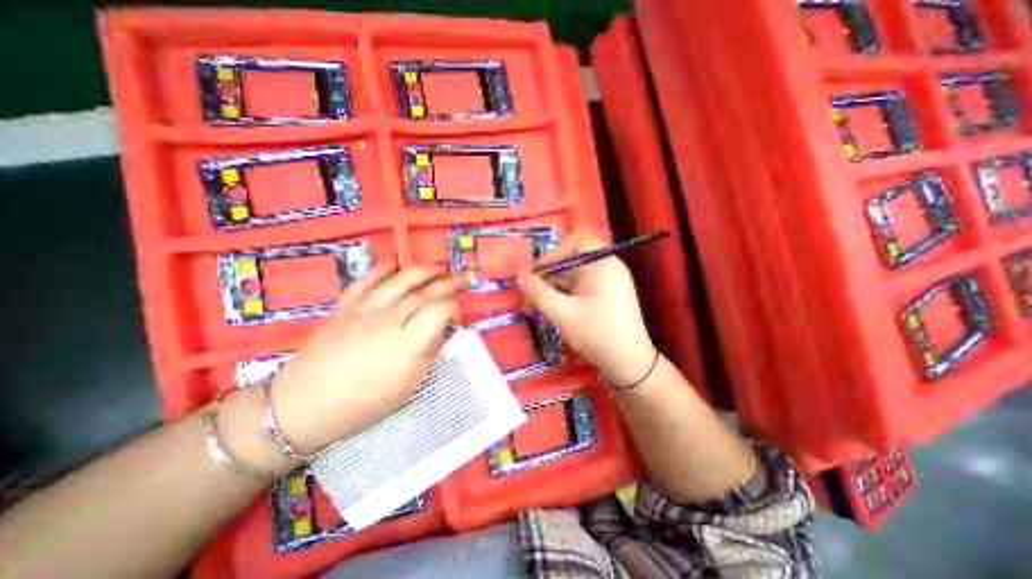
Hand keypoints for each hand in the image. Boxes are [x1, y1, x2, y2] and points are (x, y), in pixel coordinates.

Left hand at [266, 264, 461, 452]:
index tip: (456, 318)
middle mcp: (388, 320)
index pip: (439, 310)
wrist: (302, 406)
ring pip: (399, 280)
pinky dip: (382, 270)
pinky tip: (395, 264)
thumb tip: (441, 330)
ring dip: (422, 270)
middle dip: (447, 283)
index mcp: (407, 344)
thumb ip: (428, 352)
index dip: (454, 308)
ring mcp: (364, 310)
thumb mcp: (408, 386)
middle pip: (424, 292)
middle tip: (460, 277)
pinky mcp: (344, 307)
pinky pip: (366, 281)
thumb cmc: (363, 403)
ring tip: (437, 267)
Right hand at [516, 234, 651, 385]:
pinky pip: (577, 289)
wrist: (629, 364)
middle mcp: (605, 267)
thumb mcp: (562, 313)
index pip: (574, 243)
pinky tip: (545, 309)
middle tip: (523, 292)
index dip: (551, 254)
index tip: (533, 272)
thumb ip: (537, 292)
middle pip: (569, 262)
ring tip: (529, 306)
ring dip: (549, 289)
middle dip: (544, 277)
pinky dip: (560, 297)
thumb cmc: (597, 334)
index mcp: (601, 263)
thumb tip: (517, 276)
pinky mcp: (603, 297)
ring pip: (570, 278)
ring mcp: (605, 283)